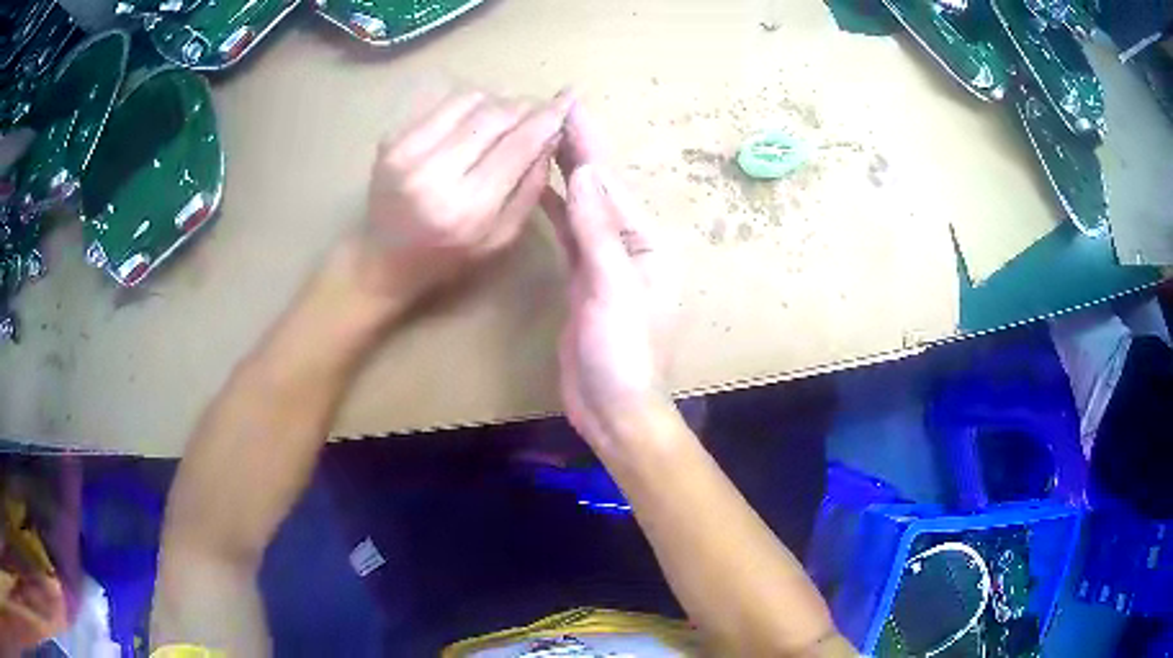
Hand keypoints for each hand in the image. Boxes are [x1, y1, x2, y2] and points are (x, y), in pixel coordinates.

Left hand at [344, 91, 573, 318]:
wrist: (381, 260)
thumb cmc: (447, 258)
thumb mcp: (501, 238)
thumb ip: (530, 187)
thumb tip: (552, 136)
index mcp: (467, 207)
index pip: (519, 144)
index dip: (548, 118)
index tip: (568, 101)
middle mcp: (434, 173)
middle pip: (495, 114)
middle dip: (525, 105)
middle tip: (540, 108)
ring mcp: (407, 151)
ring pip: (469, 100)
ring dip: (498, 100)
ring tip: (508, 114)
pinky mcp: (391, 139)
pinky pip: (443, 104)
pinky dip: (468, 104)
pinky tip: (475, 120)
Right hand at [542, 105, 676, 446]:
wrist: (614, 408)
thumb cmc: (624, 354)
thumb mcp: (614, 289)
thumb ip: (599, 230)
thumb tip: (585, 172)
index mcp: (646, 240)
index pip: (611, 181)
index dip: (590, 142)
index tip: (570, 105)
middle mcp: (629, 242)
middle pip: (598, 187)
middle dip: (577, 148)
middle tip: (551, 110)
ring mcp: (604, 260)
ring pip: (582, 206)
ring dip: (564, 172)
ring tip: (540, 139)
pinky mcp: (583, 278)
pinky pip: (570, 232)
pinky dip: (555, 209)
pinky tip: (539, 190)